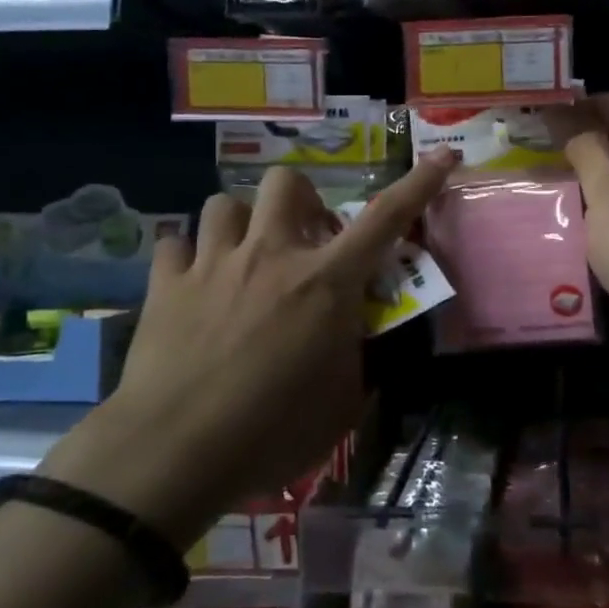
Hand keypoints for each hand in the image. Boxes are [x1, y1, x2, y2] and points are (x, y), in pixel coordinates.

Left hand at [39, 152, 456, 547]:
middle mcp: (272, 255)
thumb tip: (355, 340)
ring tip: (243, 257)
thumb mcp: (341, 405)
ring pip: (225, 203)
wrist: (174, 452)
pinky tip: (190, 283)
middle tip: (303, 240)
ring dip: (242, 224)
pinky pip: (175, 244)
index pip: (385, 218)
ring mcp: (214, 263)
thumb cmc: (272, 434)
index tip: (441, 155)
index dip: (418, 183)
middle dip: (301, 200)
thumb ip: (356, 360)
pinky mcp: (167, 284)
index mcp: (326, 282)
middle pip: (288, 182)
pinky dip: (187, 257)